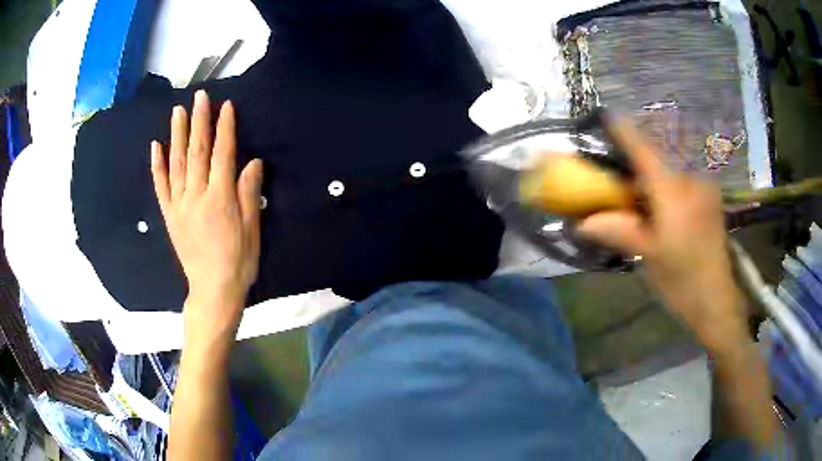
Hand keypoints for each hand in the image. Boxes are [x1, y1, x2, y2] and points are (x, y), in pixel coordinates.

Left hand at [151, 90, 262, 333]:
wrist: (212, 290)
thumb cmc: (238, 262)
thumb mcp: (252, 230)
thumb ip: (249, 194)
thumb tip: (252, 162)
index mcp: (220, 198)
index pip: (222, 154)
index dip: (225, 128)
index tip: (226, 106)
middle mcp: (196, 196)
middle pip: (197, 151)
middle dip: (199, 121)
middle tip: (199, 97)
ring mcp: (179, 204)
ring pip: (176, 163)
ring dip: (177, 134)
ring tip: (177, 111)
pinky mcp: (169, 215)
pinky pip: (161, 186)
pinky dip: (157, 165)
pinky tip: (155, 146)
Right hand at [577, 117, 746, 350]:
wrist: (717, 300)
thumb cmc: (682, 280)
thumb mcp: (648, 256)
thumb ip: (618, 231)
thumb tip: (582, 223)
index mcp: (673, 192)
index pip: (644, 150)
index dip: (625, 131)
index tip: (608, 116)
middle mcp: (691, 180)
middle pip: (660, 151)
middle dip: (639, 149)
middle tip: (622, 161)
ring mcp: (704, 187)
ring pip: (674, 162)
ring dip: (655, 164)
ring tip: (641, 182)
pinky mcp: (710, 198)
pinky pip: (685, 174)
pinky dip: (669, 176)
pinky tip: (663, 196)